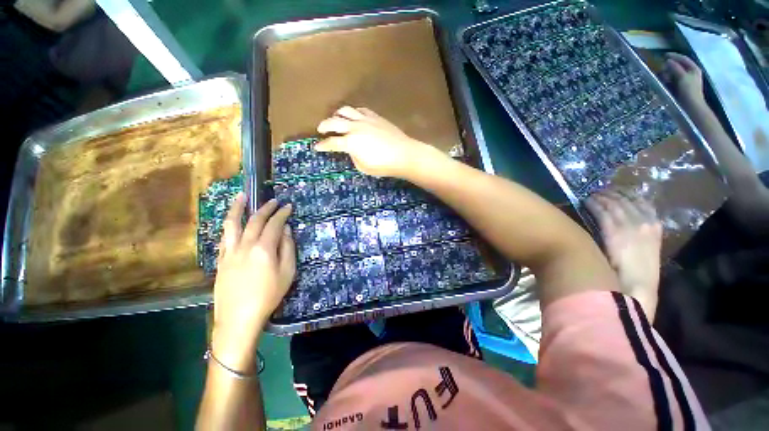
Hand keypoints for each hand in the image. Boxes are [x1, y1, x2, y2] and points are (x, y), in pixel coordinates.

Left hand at [211, 194, 294, 371]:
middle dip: (265, 208)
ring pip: (232, 224)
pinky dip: (229, 226)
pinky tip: (231, 221)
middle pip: (255, 221)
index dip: (282, 214)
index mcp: (264, 249)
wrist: (239, 318)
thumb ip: (288, 248)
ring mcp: (230, 252)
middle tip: (273, 201)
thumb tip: (286, 230)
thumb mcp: (287, 273)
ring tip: (241, 197)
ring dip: (237, 208)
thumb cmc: (269, 295)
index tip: (288, 207)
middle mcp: (245, 245)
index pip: (274, 224)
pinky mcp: (221, 260)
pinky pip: (224, 237)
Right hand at [315, 106, 435, 177]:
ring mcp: (365, 119)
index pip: (332, 143)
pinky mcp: (375, 116)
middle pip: (334, 122)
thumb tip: (351, 150)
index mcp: (351, 143)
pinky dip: (353, 112)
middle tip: (321, 130)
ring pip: (346, 110)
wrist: (404, 154)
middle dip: (324, 126)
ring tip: (335, 119)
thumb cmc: (384, 165)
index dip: (322, 146)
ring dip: (337, 115)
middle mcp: (355, 127)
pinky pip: (360, 110)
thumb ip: (354, 157)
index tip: (317, 147)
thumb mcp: (364, 167)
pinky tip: (353, 116)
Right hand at [586, 191, 661, 317]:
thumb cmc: (612, 275)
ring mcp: (648, 228)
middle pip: (619, 206)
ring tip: (611, 191)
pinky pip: (649, 210)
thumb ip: (594, 236)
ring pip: (634, 205)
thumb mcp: (599, 256)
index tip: (586, 197)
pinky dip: (641, 201)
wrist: (638, 289)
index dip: (596, 202)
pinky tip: (635, 197)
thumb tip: (586, 221)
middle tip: (596, 192)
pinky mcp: (656, 232)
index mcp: (617, 234)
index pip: (605, 211)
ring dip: (622, 196)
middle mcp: (634, 227)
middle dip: (607, 196)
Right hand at [661, 52, 705, 109]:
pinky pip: (674, 80)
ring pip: (675, 73)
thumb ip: (675, 68)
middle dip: (670, 66)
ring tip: (663, 75)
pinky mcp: (681, 87)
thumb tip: (668, 60)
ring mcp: (686, 80)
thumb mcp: (682, 77)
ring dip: (668, 73)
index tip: (664, 55)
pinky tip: (665, 81)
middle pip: (679, 65)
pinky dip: (669, 79)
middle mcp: (691, 73)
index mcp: (693, 69)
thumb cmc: (689, 90)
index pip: (683, 59)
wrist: (691, 106)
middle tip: (662, 67)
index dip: (674, 56)